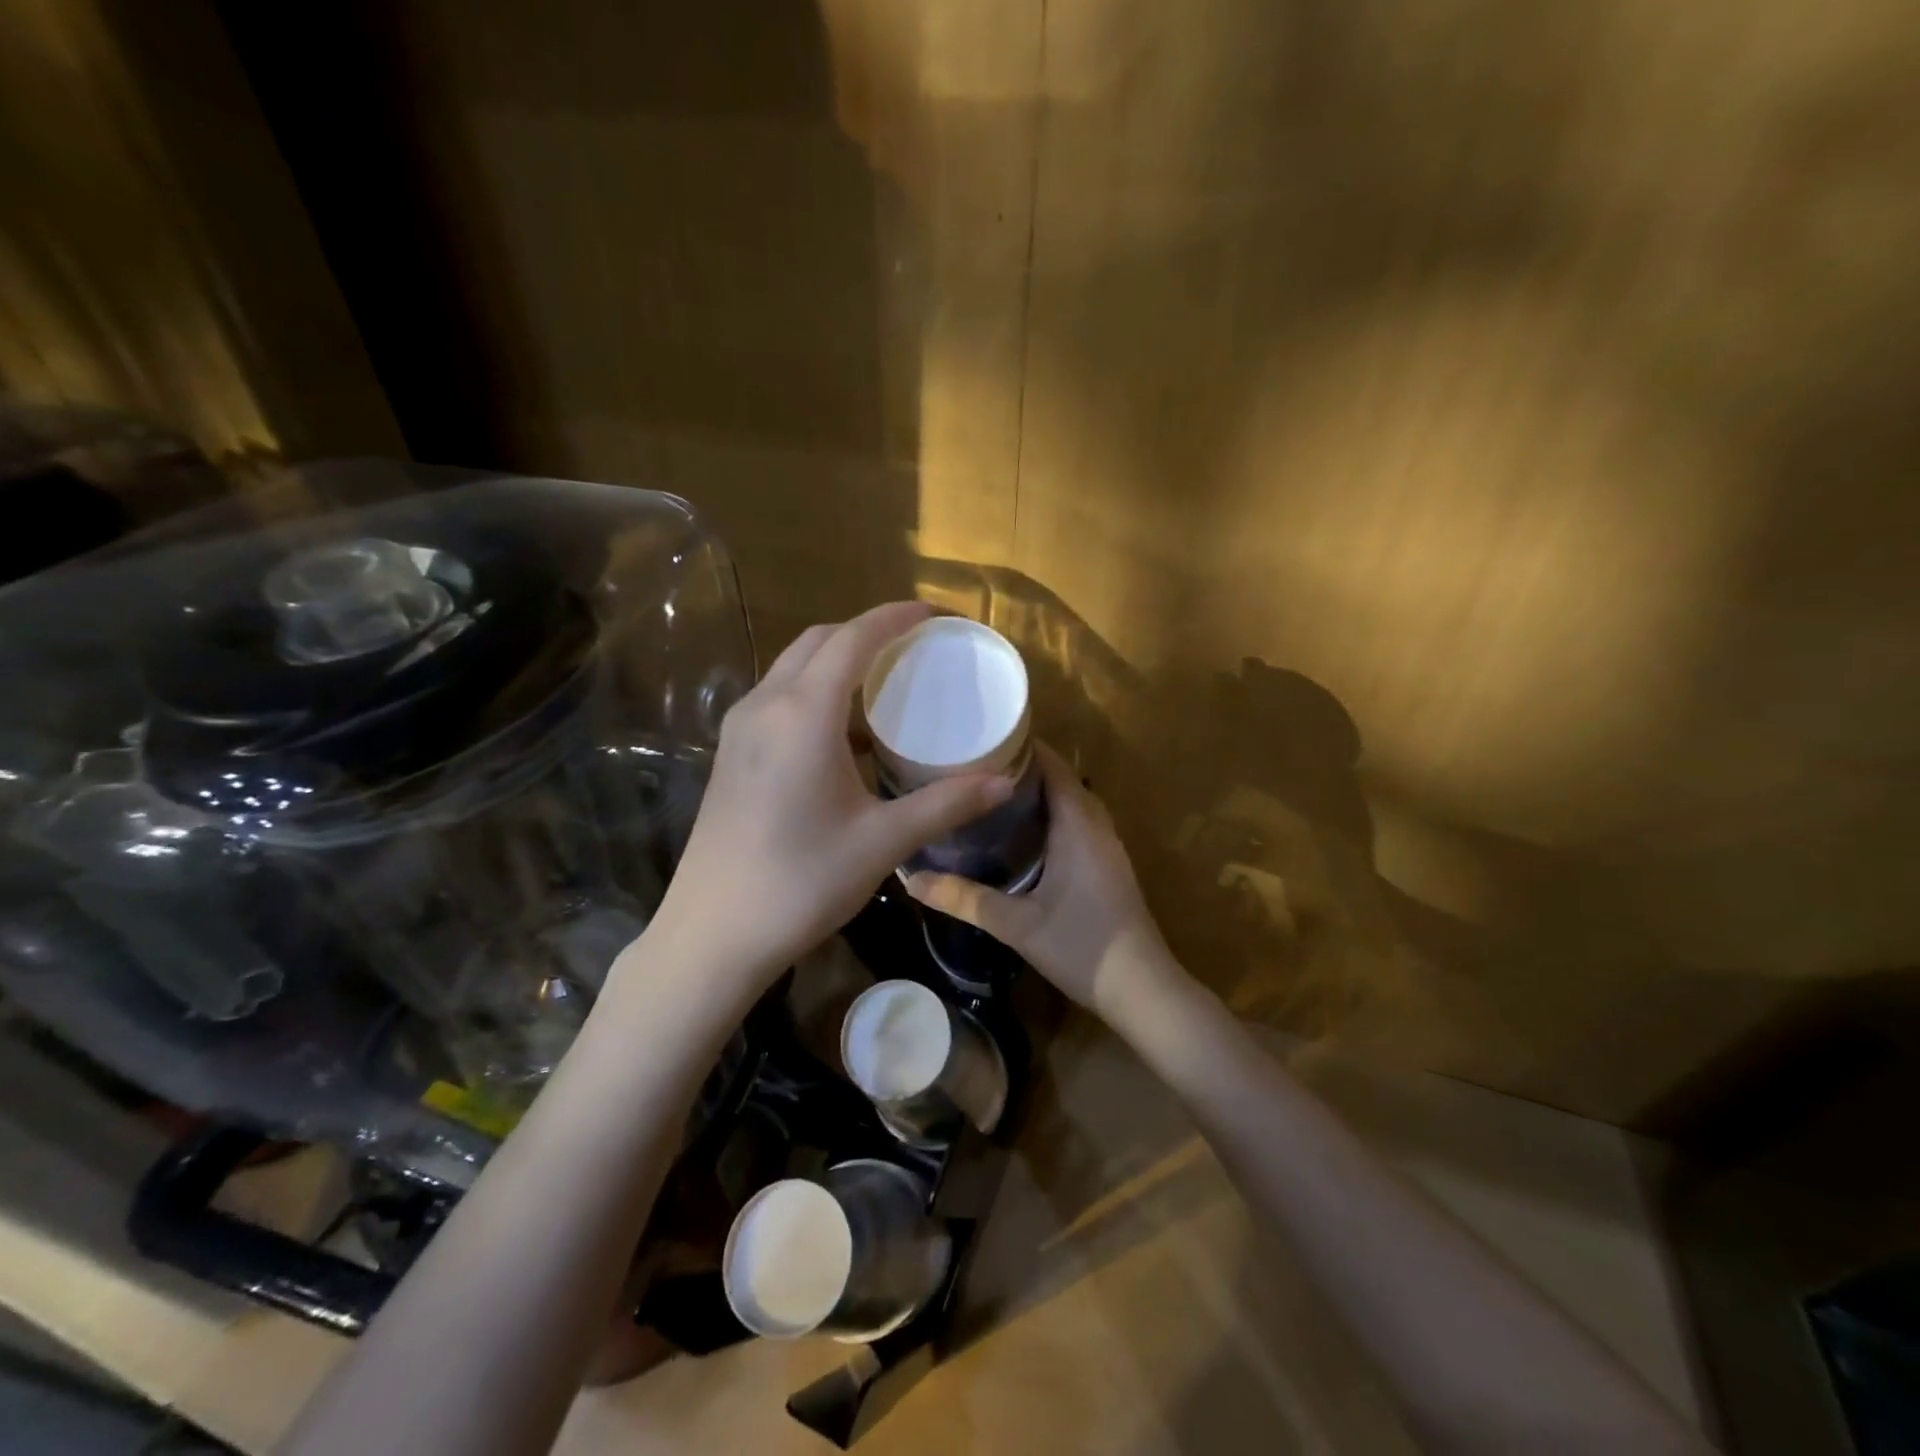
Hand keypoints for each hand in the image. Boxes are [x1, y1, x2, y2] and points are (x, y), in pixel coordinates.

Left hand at [639, 603, 1014, 994]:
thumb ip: (945, 804)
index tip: (932, 614)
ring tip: (885, 684)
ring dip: (837, 661)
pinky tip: (845, 734)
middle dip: (865, 633)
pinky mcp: (730, 754)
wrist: (712, 934)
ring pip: (792, 668)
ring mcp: (739, 729)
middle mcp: (765, 705)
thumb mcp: (882, 841)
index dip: (894, 618)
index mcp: (803, 714)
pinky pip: (778, 697)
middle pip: (817, 642)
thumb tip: (1004, 782)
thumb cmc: (801, 882)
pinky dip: (815, 691)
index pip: (852, 639)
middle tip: (913, 648)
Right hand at [905, 742, 1177, 1020]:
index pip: (1053, 765)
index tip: (982, 741)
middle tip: (975, 768)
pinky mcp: (1109, 866)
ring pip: (1072, 802)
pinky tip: (1023, 834)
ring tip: (992, 794)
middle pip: (1062, 779)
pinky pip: (1079, 823)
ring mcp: (1107, 847)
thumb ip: (964, 899)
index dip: (1021, 747)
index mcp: (1078, 825)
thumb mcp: (1016, 924)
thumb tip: (911, 881)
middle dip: (1023, 768)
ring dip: (1039, 793)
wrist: (1143, 990)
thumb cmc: (1081, 947)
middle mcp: (1097, 826)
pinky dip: (1052, 815)